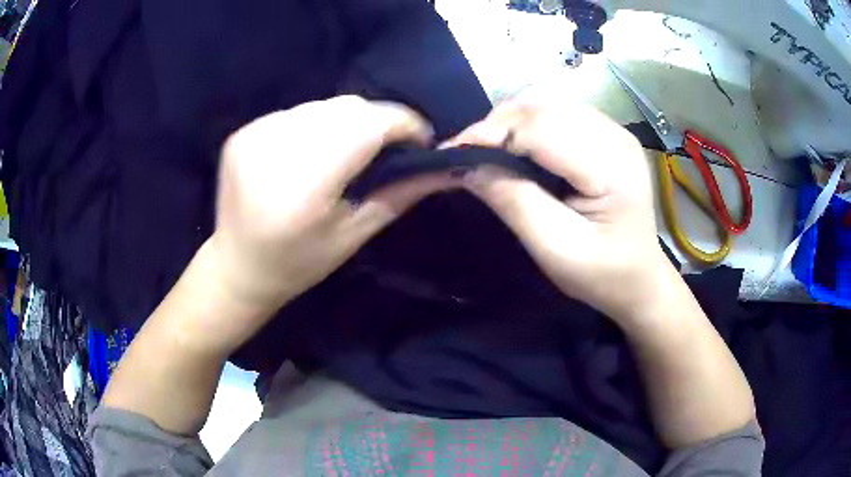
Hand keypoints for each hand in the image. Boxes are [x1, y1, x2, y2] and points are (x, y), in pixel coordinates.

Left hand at [210, 95, 458, 319]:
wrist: (238, 266)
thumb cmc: (299, 263)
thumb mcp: (354, 236)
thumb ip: (400, 194)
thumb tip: (445, 166)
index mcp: (304, 186)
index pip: (366, 127)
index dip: (403, 123)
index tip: (422, 137)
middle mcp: (274, 152)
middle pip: (346, 108)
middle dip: (379, 120)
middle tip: (390, 144)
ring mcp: (253, 137)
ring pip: (322, 105)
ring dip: (347, 120)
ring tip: (350, 148)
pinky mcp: (242, 133)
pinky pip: (296, 113)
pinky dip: (315, 124)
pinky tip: (313, 149)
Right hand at [445, 94, 673, 320]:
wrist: (640, 280)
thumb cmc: (602, 275)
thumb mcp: (555, 249)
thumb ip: (513, 201)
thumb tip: (466, 165)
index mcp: (612, 165)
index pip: (542, 128)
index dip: (491, 134)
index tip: (450, 153)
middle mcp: (616, 135)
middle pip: (543, 107)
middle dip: (496, 124)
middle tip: (465, 154)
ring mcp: (614, 130)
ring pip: (547, 103)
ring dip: (510, 121)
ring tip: (486, 150)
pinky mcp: (607, 134)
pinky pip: (557, 112)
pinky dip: (527, 123)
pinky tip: (515, 146)